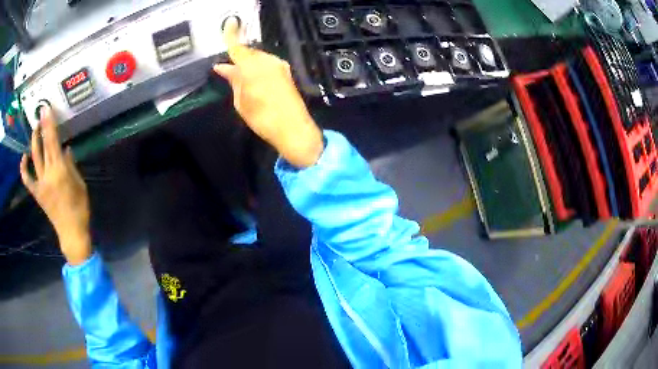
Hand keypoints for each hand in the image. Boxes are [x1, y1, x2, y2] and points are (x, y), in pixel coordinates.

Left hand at [19, 107, 91, 264]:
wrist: (71, 232)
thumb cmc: (79, 208)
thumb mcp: (79, 184)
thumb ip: (71, 165)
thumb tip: (66, 149)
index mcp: (60, 171)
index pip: (53, 142)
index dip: (49, 124)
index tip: (46, 110)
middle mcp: (48, 174)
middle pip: (43, 146)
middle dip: (41, 127)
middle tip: (41, 112)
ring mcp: (40, 184)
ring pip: (34, 159)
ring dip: (34, 142)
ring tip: (35, 129)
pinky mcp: (37, 193)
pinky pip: (28, 180)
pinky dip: (24, 169)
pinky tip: (24, 158)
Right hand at [213, 17, 323, 168]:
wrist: (294, 128)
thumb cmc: (262, 118)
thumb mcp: (241, 101)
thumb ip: (233, 80)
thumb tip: (222, 67)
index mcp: (252, 67)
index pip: (238, 48)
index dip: (231, 35)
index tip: (230, 23)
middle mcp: (267, 61)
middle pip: (249, 53)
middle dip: (238, 58)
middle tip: (228, 69)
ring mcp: (279, 65)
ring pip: (258, 58)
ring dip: (248, 64)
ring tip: (240, 78)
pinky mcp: (286, 72)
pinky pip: (267, 64)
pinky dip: (258, 68)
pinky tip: (253, 78)